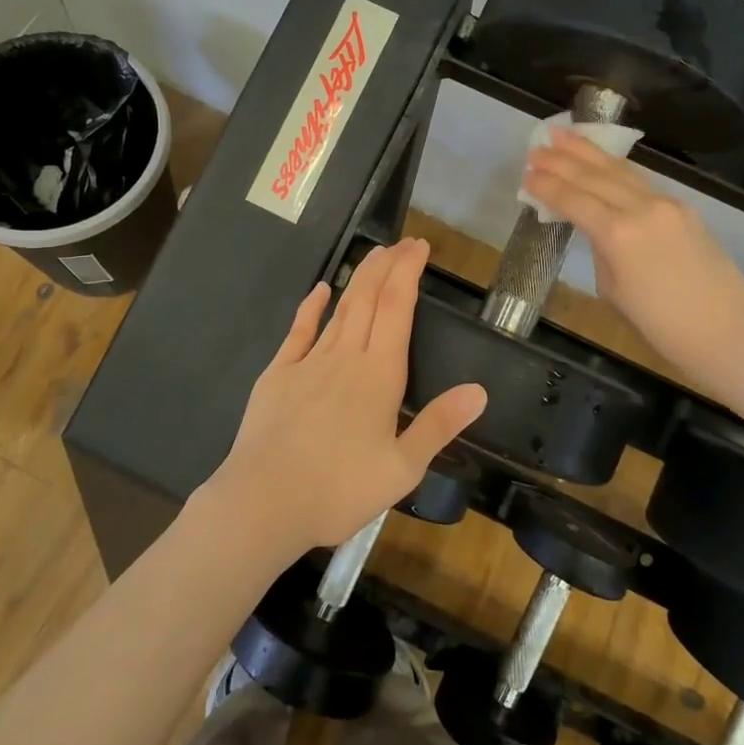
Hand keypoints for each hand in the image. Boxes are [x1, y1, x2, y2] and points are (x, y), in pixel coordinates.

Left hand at [202, 238, 486, 556]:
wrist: (264, 501)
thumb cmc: (338, 490)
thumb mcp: (402, 468)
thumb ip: (439, 425)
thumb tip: (479, 390)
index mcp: (379, 375)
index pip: (397, 309)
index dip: (408, 273)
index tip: (419, 247)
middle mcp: (345, 357)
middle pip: (369, 299)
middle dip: (387, 266)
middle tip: (403, 243)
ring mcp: (308, 363)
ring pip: (340, 309)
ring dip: (359, 279)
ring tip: (375, 256)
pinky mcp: (277, 375)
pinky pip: (298, 332)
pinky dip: (311, 307)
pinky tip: (320, 290)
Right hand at [523, 128, 743, 379]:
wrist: (729, 332)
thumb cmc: (662, 327)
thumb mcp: (613, 290)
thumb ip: (602, 250)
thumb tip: (598, 230)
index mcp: (617, 233)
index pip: (573, 200)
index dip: (547, 186)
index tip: (526, 175)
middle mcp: (641, 208)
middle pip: (594, 176)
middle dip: (562, 160)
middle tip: (536, 147)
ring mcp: (666, 204)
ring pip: (620, 170)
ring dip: (588, 152)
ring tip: (564, 135)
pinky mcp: (684, 209)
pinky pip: (641, 181)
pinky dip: (615, 168)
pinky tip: (602, 162)